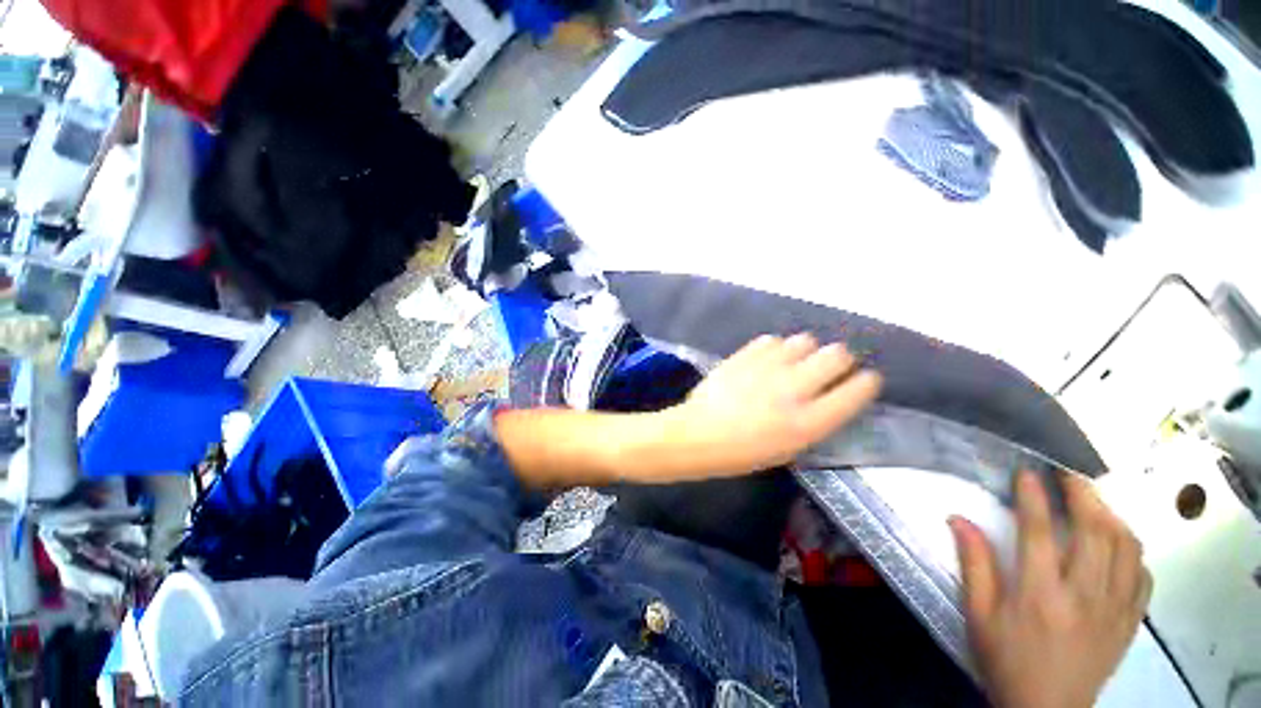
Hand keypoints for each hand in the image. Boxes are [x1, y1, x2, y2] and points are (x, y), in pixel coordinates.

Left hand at [663, 333, 881, 476]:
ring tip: (792, 363)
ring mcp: (767, 368)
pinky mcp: (745, 355)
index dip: (866, 382)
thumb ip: (815, 422)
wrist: (698, 435)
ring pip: (805, 340)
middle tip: (828, 369)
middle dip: (840, 360)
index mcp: (809, 422)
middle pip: (837, 354)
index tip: (863, 381)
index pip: (857, 390)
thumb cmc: (743, 453)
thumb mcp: (789, 450)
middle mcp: (794, 389)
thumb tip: (830, 396)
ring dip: (805, 352)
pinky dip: (775, 348)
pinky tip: (766, 360)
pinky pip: (773, 339)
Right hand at [950, 471, 1151, 707]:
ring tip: (1094, 503)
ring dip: (1112, 517)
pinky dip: (1133, 550)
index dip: (1034, 497)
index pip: (1039, 533)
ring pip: (1126, 548)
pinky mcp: (1130, 621)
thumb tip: (958, 519)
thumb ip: (974, 565)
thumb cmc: (1005, 660)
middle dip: (1084, 495)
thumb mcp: (978, 615)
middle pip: (1094, 532)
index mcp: (1039, 595)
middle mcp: (1083, 596)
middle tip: (1070, 475)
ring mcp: (1114, 609)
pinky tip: (1118, 543)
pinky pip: (1143, 575)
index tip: (1028, 472)